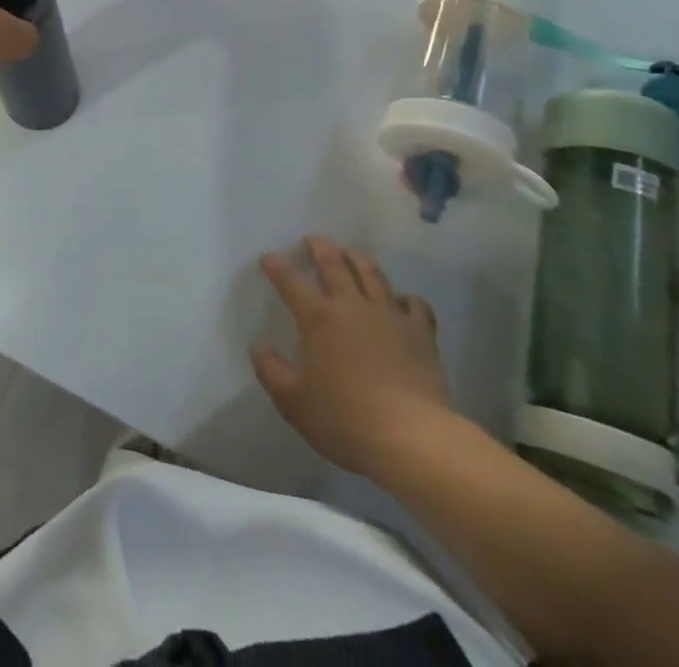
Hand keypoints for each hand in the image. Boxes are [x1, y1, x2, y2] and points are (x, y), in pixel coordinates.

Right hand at [252, 238, 456, 477]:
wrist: (412, 438)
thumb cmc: (346, 419)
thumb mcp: (294, 403)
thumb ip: (271, 371)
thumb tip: (258, 348)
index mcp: (318, 318)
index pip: (290, 281)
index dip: (277, 266)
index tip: (268, 257)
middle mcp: (351, 306)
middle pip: (334, 265)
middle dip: (320, 248)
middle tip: (313, 240)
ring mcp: (389, 316)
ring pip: (372, 275)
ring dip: (358, 259)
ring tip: (351, 253)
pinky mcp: (420, 333)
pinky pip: (414, 304)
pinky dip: (406, 298)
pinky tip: (402, 301)